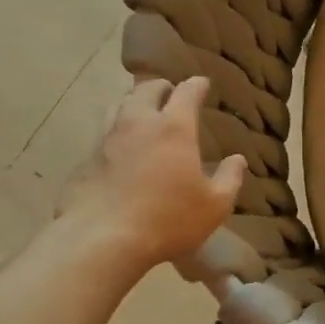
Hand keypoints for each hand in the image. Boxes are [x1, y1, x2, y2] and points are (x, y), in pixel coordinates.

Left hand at [57, 77, 245, 276]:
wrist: (102, 239)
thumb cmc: (168, 220)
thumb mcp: (214, 205)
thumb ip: (229, 179)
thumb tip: (238, 160)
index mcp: (174, 128)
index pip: (186, 92)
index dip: (196, 85)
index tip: (203, 84)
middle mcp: (138, 123)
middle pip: (146, 90)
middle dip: (162, 88)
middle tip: (170, 93)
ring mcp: (107, 139)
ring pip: (119, 106)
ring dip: (134, 104)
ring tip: (143, 114)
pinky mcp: (86, 160)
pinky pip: (103, 135)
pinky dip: (116, 134)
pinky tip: (120, 150)